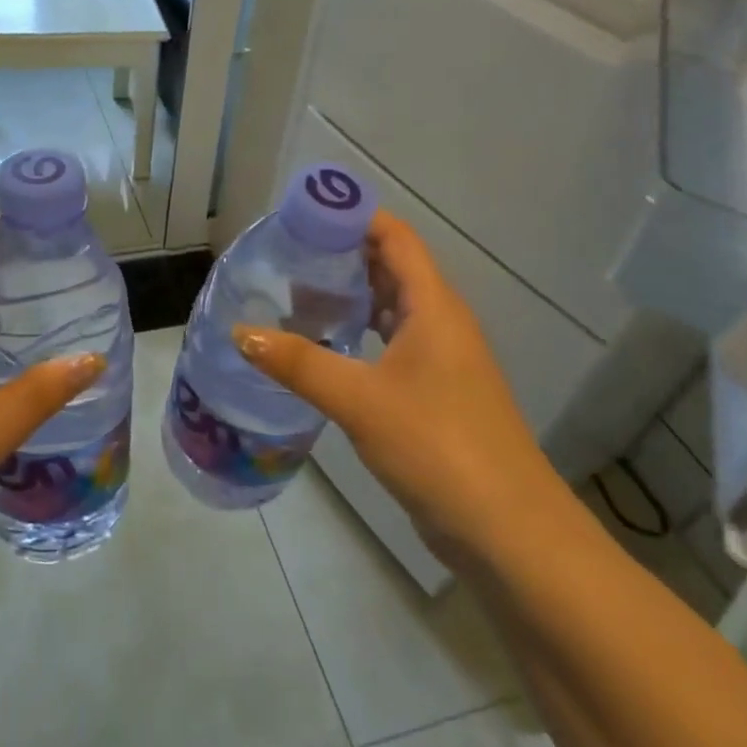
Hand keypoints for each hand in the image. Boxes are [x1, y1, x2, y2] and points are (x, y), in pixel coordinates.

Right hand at [232, 210, 563, 561]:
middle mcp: (441, 323)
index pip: (396, 238)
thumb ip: (299, 363)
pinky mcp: (434, 394)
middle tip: (288, 254)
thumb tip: (240, 331)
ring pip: (392, 309)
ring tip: (296, 295)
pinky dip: (359, 335)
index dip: (355, 217)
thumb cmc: (438, 446)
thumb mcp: (360, 399)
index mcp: (434, 307)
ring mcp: (441, 361)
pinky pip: (391, 345)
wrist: (506, 531)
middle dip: (344, 256)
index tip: (305, 215)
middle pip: (392, 269)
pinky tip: (324, 348)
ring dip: (350, 297)